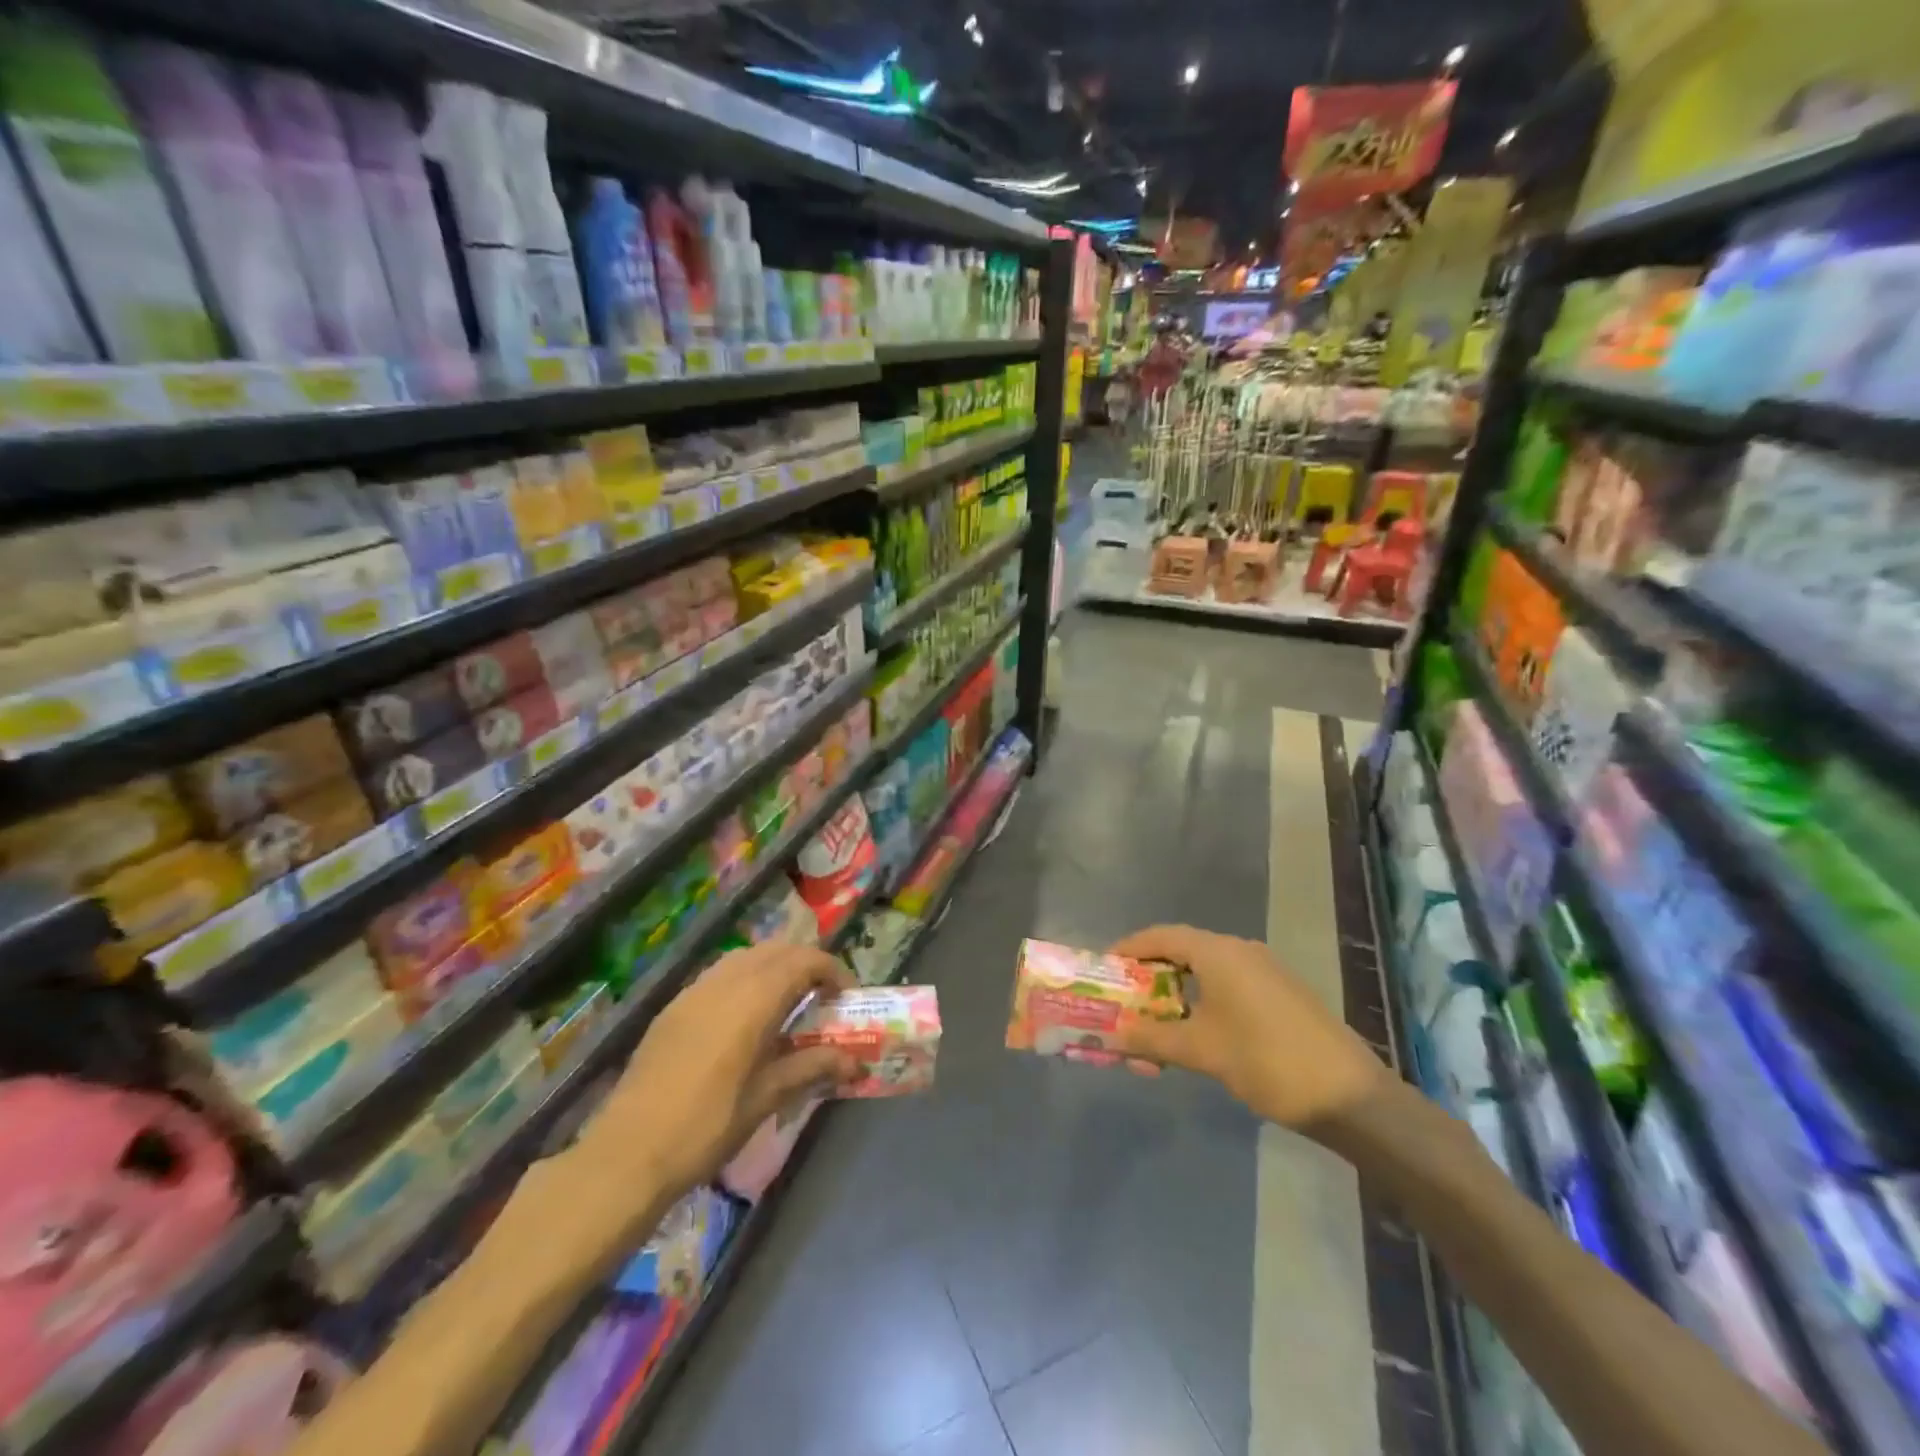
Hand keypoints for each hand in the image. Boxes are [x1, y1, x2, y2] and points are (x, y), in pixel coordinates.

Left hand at [577, 943, 856, 1212]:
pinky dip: (745, 978)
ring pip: (746, 957)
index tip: (846, 996)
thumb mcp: (766, 1098)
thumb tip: (855, 1061)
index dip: (832, 970)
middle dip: (805, 963)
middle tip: (822, 996)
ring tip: (787, 1003)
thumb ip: (812, 1068)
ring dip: (774, 967)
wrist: (628, 1152)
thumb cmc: (707, 1125)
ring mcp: (694, 990)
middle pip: (776, 950)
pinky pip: (720, 974)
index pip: (804, 961)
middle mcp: (725, 981)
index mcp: (754, 999)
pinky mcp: (674, 1006)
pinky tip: (745, 1018)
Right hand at [1109, 925, 1390, 1134]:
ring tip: (1154, 1025)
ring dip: (1176, 995)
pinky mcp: (1281, 994)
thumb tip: (1115, 1034)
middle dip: (1150, 976)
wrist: (1350, 1097)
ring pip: (1206, 972)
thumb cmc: (1266, 1061)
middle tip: (1124, 1001)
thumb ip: (1153, 1038)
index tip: (1105, 968)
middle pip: (1182, 951)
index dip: (1129, 949)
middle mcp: (1241, 951)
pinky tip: (1195, 1035)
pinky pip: (1228, 986)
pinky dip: (1202, 1003)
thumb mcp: (1201, 1051)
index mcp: (1218, 952)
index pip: (1161, 936)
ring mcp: (1265, 972)